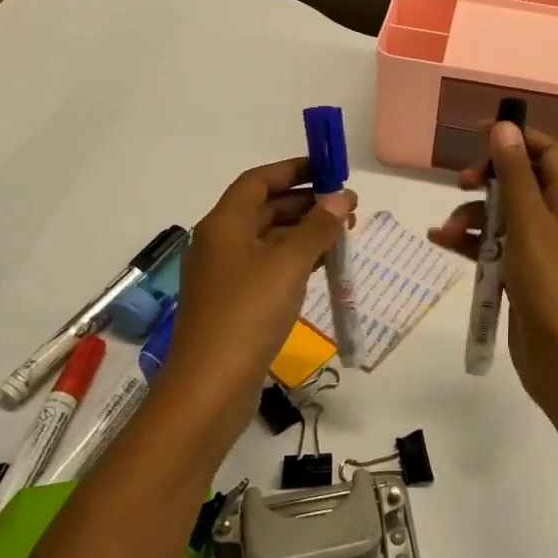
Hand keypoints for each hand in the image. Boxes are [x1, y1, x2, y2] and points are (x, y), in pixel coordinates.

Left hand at [163, 158, 355, 421]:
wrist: (210, 387)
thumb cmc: (248, 314)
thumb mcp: (289, 265)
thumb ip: (318, 228)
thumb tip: (343, 197)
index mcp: (224, 224)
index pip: (258, 181)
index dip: (293, 170)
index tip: (329, 171)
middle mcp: (220, 242)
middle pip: (265, 209)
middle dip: (306, 204)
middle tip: (347, 210)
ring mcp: (226, 275)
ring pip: (269, 240)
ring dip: (304, 234)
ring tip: (343, 237)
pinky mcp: (234, 302)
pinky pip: (268, 267)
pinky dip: (295, 261)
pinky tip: (323, 268)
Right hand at [429, 121, 557, 416]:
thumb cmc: (552, 287)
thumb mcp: (530, 225)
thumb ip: (516, 176)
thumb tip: (505, 128)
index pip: (547, 153)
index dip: (517, 137)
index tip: (479, 133)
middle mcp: (554, 221)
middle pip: (520, 182)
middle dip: (488, 178)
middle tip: (462, 182)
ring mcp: (536, 250)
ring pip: (500, 216)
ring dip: (471, 215)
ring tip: (446, 231)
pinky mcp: (518, 276)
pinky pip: (491, 247)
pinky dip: (468, 242)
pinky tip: (442, 243)